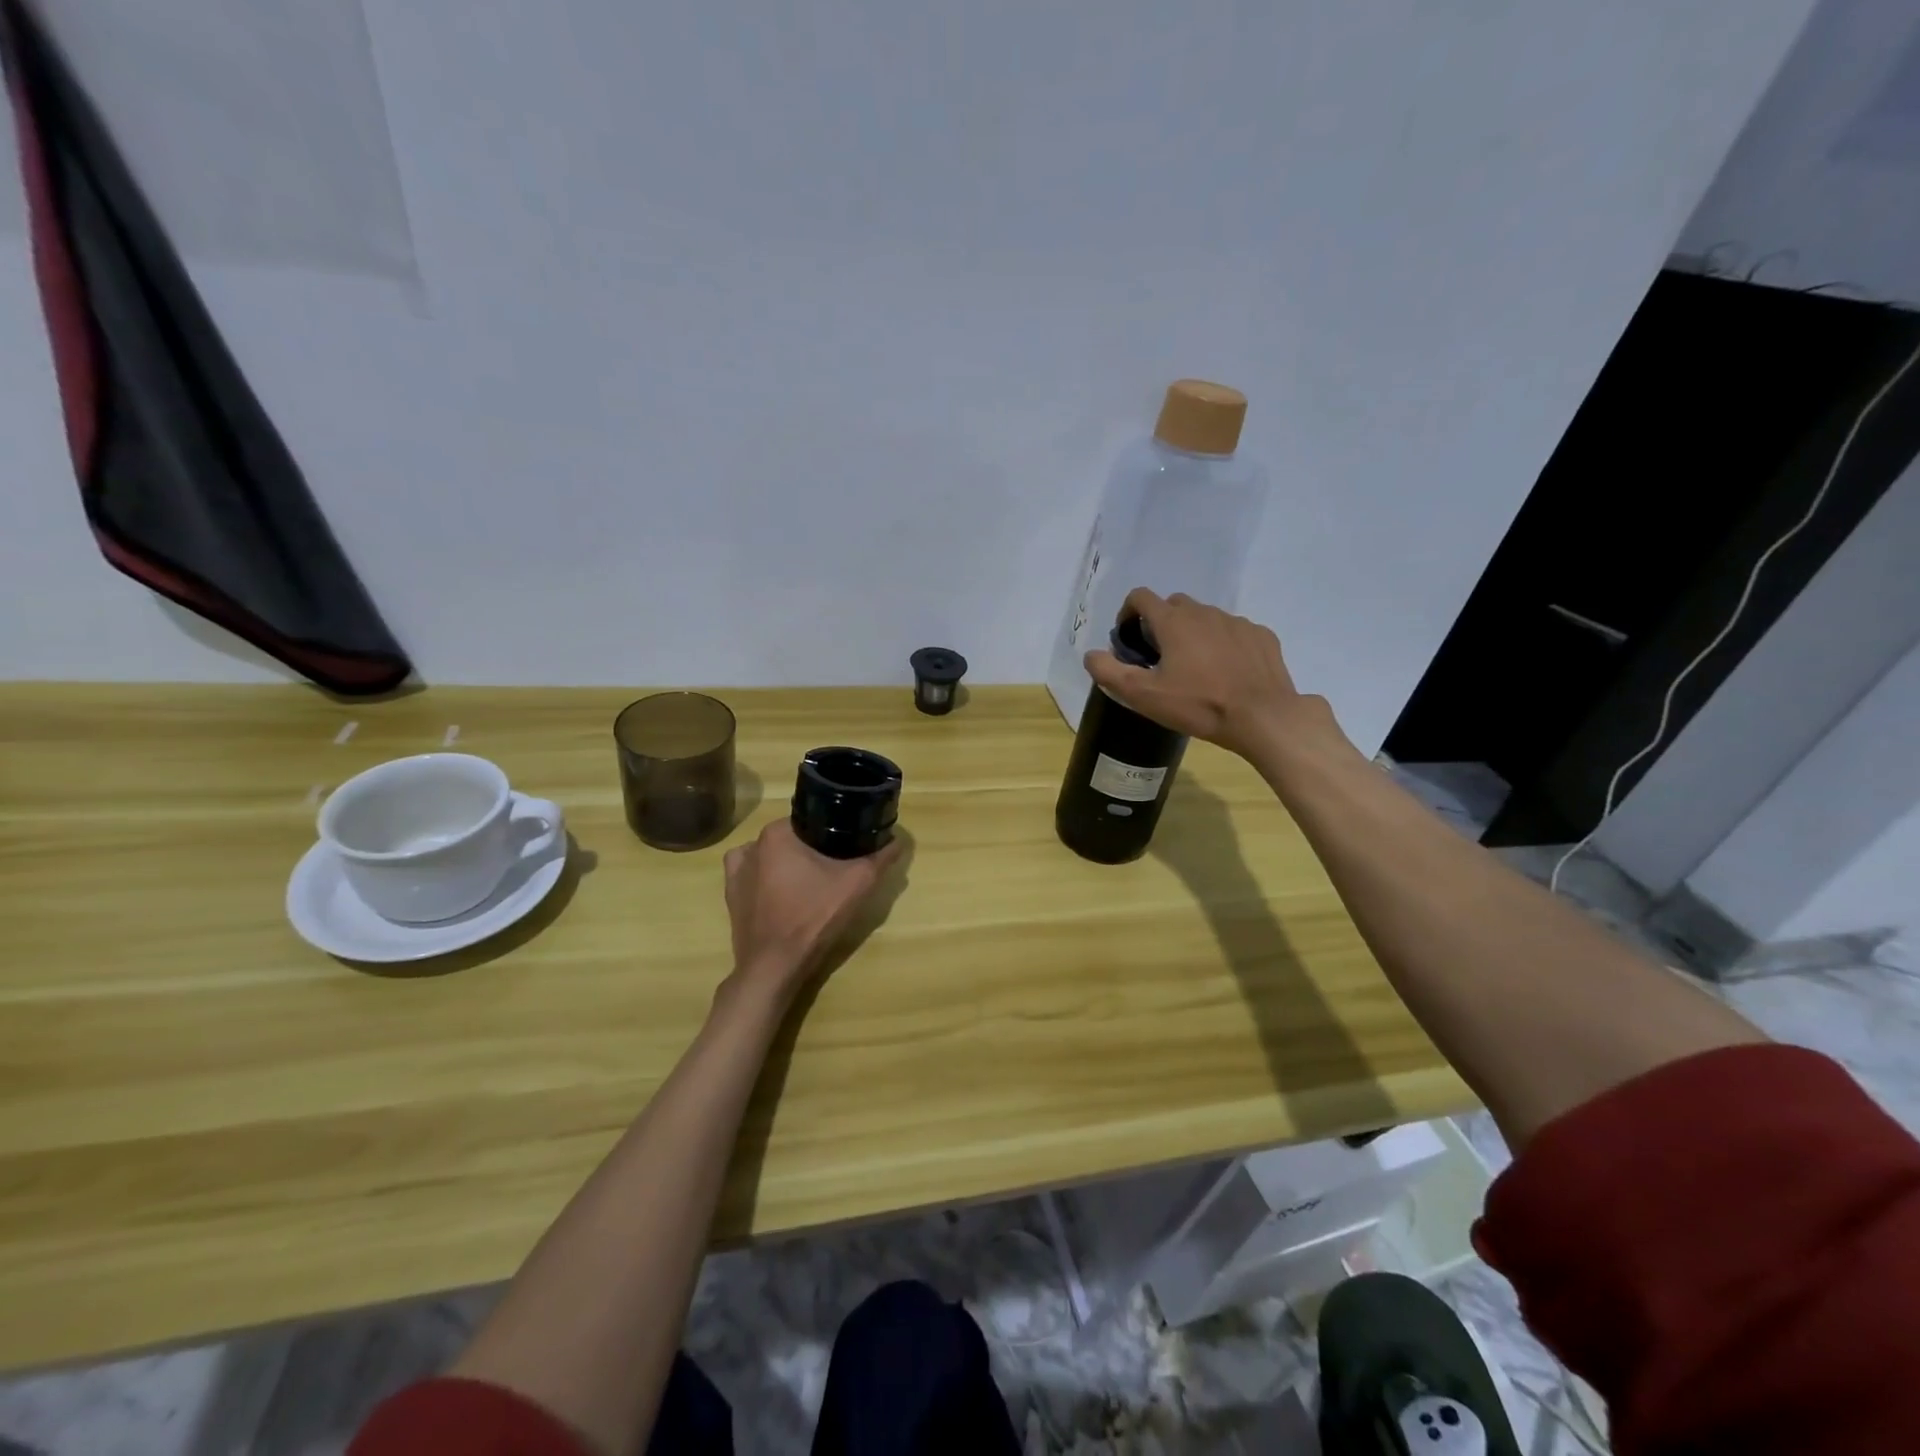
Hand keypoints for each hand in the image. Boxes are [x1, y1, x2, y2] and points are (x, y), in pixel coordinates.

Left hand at [722, 819, 903, 1002]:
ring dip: (790, 863)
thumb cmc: (812, 918)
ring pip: (773, 855)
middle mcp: (752, 844)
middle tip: (835, 870)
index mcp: (778, 833)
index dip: (832, 832)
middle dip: (813, 849)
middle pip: (793, 838)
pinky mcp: (731, 894)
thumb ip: (880, 858)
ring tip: (810, 883)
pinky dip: (767, 878)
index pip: (812, 819)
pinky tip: (782, 891)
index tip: (847, 849)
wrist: (774, 966)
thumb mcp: (856, 885)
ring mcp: (737, 870)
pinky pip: (753, 874)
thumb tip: (897, 840)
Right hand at [1084, 588, 1343, 762]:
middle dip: (1162, 623)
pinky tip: (1227, 671)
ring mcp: (1237, 621)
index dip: (1128, 612)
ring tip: (1196, 667)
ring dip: (1194, 633)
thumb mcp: (1144, 696)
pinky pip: (1235, 631)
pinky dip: (1224, 644)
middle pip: (1175, 605)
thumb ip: (1109, 672)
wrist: (1263, 717)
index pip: (1141, 597)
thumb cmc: (1199, 705)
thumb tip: (1090, 655)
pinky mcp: (1262, 635)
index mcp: (1173, 622)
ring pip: (1206, 618)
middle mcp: (1205, 612)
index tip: (1128, 637)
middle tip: (1161, 656)